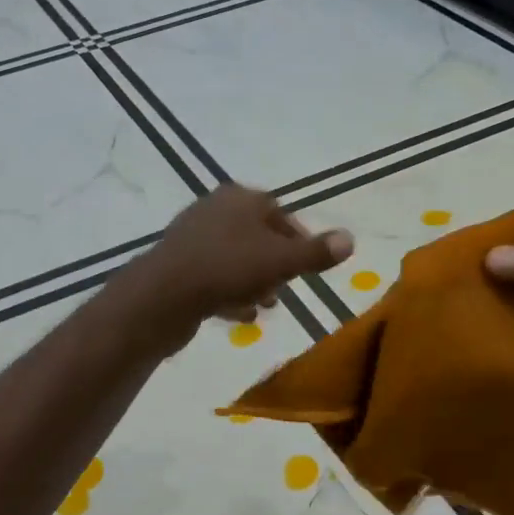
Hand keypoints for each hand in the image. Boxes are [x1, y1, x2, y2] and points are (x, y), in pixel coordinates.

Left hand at [114, 185, 352, 351]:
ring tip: (265, 306)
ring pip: (234, 258)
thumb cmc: (227, 268)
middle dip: (274, 264)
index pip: (279, 212)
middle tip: (285, 289)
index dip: (298, 239)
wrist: (163, 295)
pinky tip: (239, 316)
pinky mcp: (177, 265)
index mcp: (240, 199)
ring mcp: (192, 237)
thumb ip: (315, 252)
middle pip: (255, 236)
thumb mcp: (280, 261)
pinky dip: (229, 293)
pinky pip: (212, 276)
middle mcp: (214, 210)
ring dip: (253, 282)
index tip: (308, 266)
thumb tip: (350, 239)